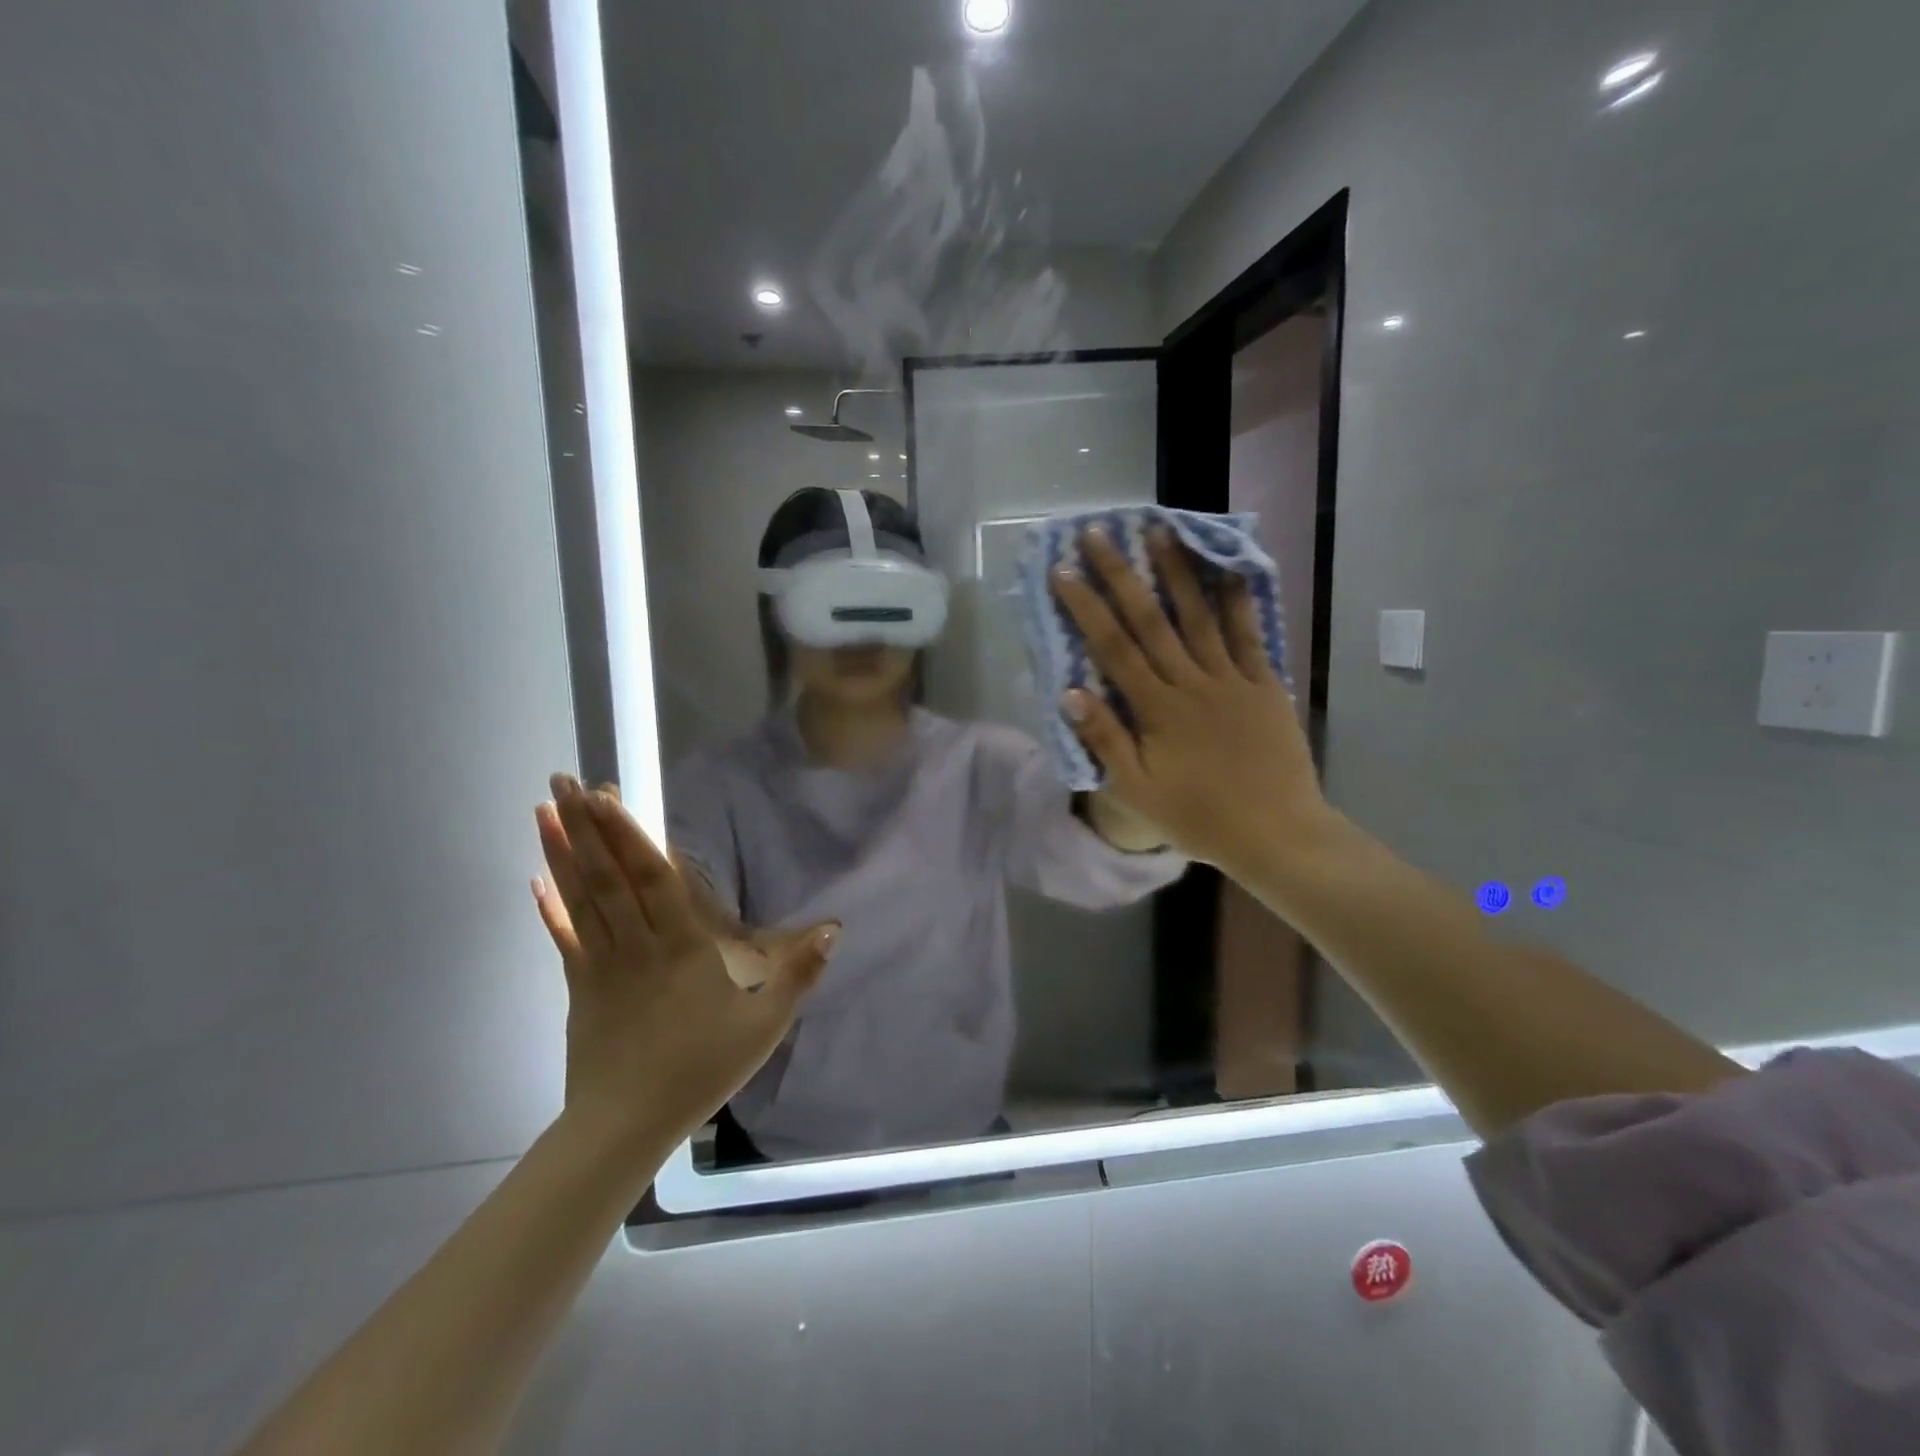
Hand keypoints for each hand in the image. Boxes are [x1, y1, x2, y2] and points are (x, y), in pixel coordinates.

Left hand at [532, 776, 837, 1144]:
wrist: (627, 1125)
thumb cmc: (701, 1069)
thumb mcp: (766, 1025)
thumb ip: (799, 974)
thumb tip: (834, 928)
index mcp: (682, 946)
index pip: (651, 878)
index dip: (626, 834)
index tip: (602, 795)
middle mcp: (637, 944)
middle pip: (608, 876)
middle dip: (586, 826)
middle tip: (563, 780)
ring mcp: (602, 964)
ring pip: (582, 898)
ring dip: (562, 852)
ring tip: (543, 811)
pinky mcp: (581, 987)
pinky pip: (564, 938)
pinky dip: (551, 908)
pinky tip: (536, 880)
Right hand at [1049, 527, 1336, 874]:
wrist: (1277, 834)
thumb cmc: (1200, 817)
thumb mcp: (1138, 791)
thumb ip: (1105, 739)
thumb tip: (1070, 692)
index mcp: (1157, 709)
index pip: (1113, 647)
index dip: (1087, 607)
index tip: (1064, 571)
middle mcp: (1192, 682)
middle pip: (1151, 619)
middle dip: (1122, 573)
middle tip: (1099, 534)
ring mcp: (1232, 679)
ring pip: (1200, 616)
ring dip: (1178, 571)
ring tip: (1160, 531)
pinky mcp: (1264, 685)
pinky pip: (1250, 635)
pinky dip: (1239, 600)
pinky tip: (1229, 568)